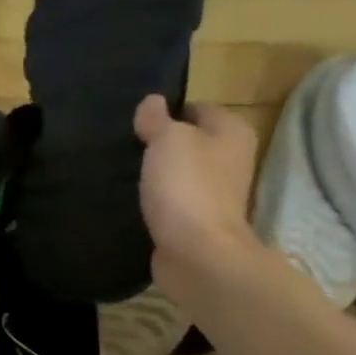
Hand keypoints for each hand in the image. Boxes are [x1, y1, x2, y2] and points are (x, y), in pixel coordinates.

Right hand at [133, 94, 260, 292]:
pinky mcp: (197, 221)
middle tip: (125, 146)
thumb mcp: (167, 140)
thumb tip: (152, 101)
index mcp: (232, 132)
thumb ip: (157, 119)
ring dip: (156, 174)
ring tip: (123, 171)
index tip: (136, 122)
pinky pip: (172, 200)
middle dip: (159, 144)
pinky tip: (131, 199)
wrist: (197, 253)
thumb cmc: (186, 187)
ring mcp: (215, 193)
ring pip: (180, 173)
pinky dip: (155, 200)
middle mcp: (231, 160)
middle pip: (190, 142)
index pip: (198, 108)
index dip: (167, 112)